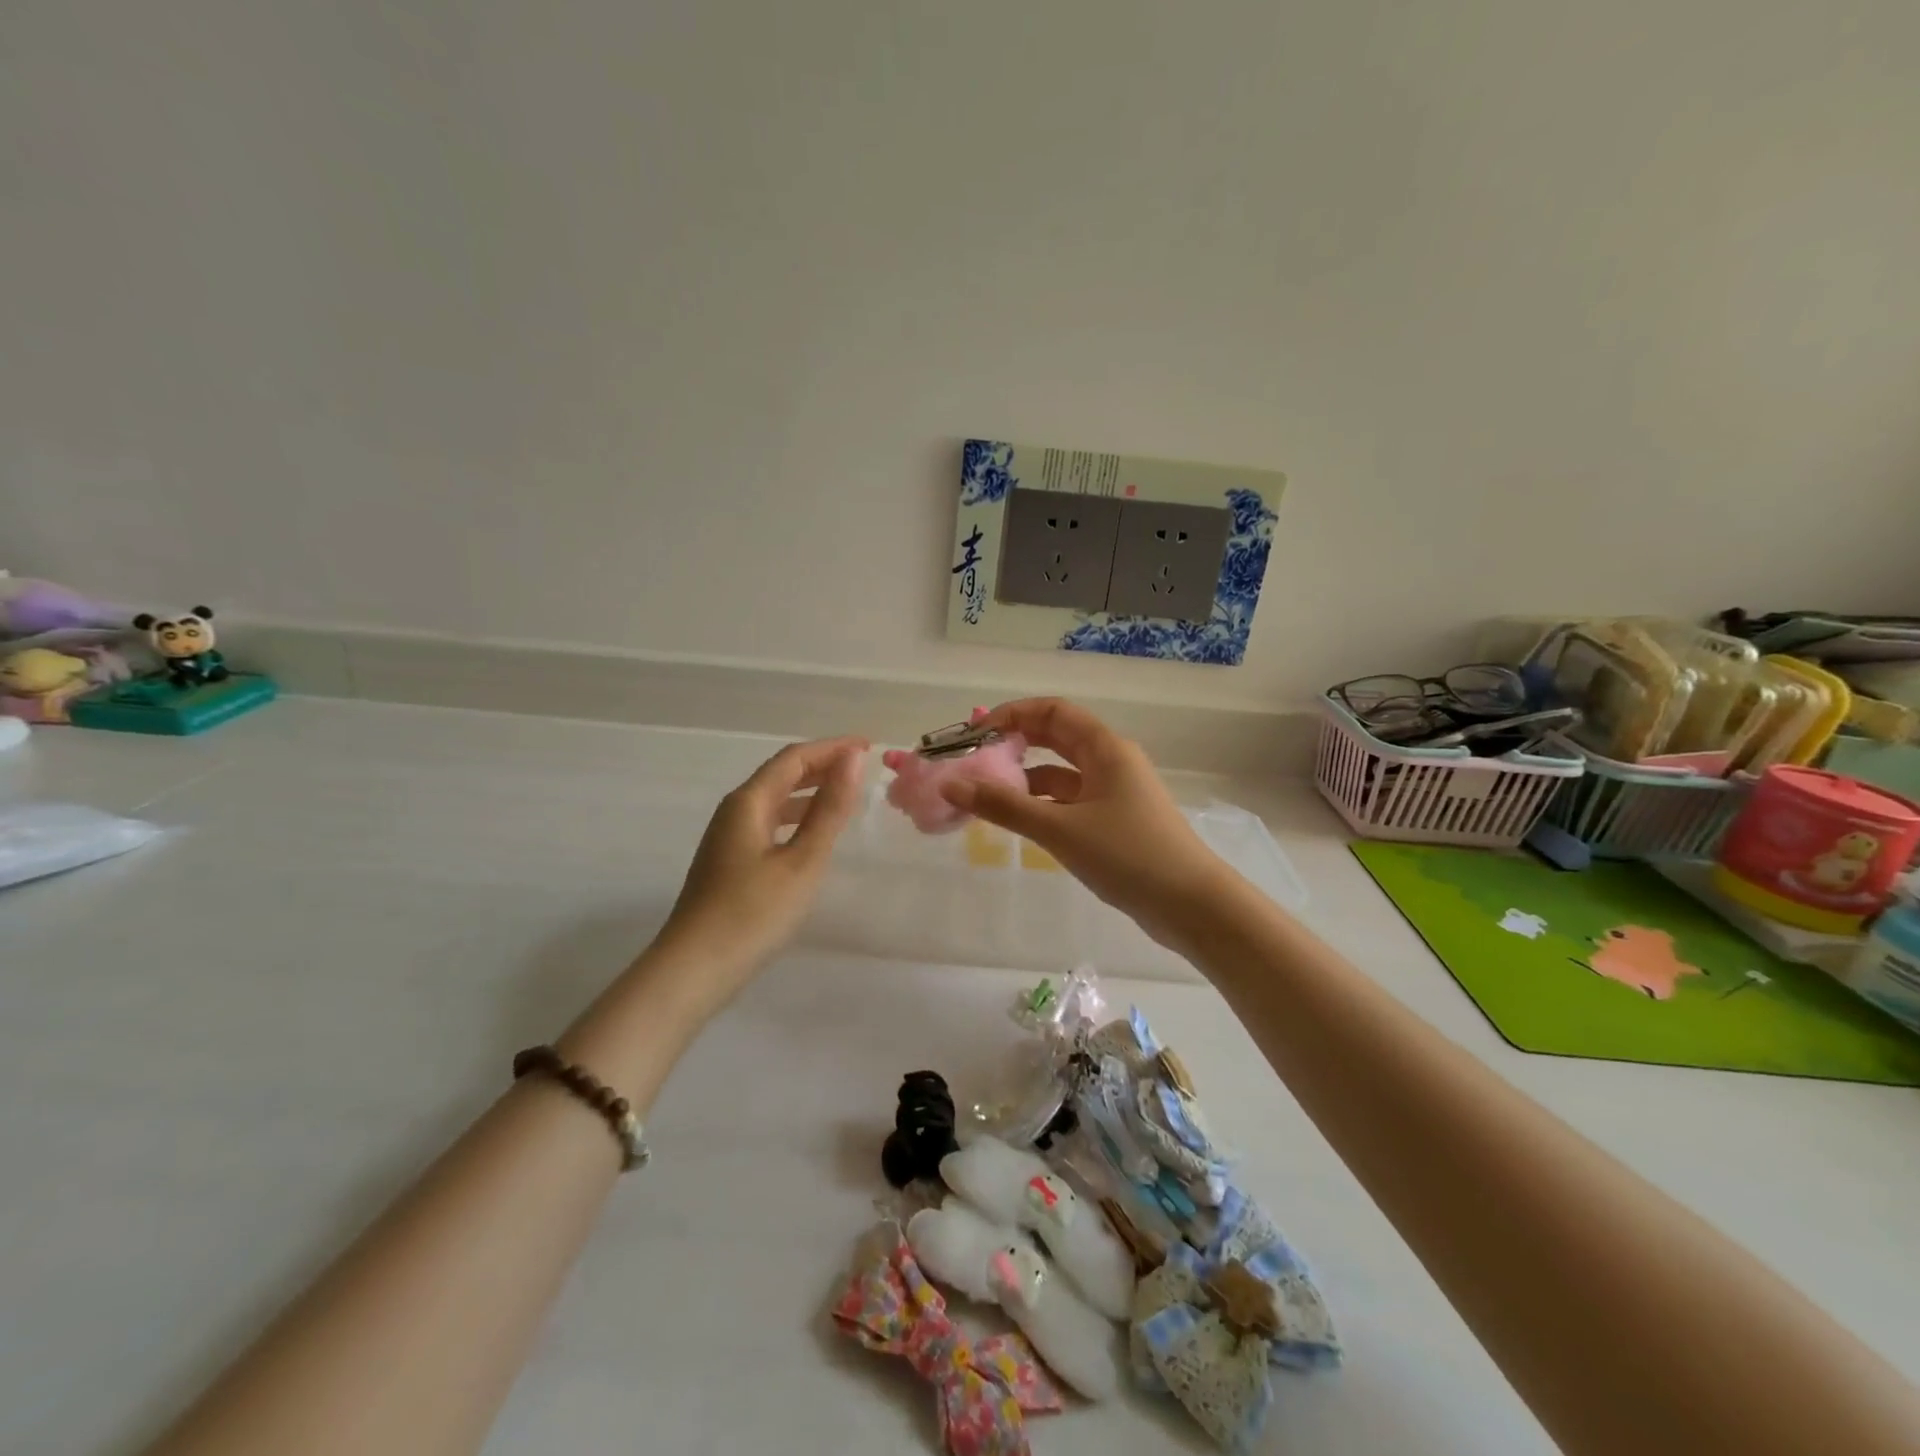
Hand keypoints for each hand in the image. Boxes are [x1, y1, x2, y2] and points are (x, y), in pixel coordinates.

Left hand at [653, 735, 868, 995]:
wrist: (694, 970)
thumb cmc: (753, 913)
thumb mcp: (803, 860)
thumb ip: (829, 809)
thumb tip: (852, 759)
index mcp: (749, 802)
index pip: (794, 758)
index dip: (832, 748)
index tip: (868, 746)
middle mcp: (734, 811)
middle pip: (781, 774)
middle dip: (821, 765)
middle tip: (861, 767)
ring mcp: (728, 839)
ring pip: (774, 800)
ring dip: (809, 791)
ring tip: (844, 796)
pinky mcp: (729, 863)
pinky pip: (769, 823)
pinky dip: (796, 818)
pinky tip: (812, 835)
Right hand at [936, 698, 1230, 945]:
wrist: (1192, 905)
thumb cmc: (1128, 855)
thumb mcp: (1060, 829)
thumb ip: (1004, 806)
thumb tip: (951, 785)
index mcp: (1105, 748)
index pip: (1053, 711)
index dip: (1012, 715)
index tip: (975, 734)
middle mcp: (1111, 761)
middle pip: (1057, 738)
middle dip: (1015, 744)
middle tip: (974, 760)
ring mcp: (1116, 792)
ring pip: (1062, 773)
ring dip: (1026, 778)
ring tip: (986, 795)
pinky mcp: (1116, 821)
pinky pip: (1071, 801)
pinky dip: (1043, 804)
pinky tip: (1020, 821)